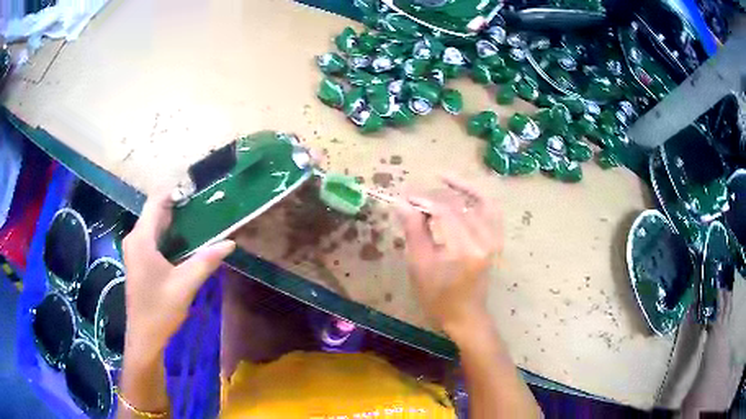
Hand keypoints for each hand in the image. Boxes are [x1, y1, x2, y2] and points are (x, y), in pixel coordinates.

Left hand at [122, 193, 234, 358]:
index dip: (175, 191)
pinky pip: (153, 237)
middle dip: (178, 206)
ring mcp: (135, 249)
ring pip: (154, 225)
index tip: (198, 189)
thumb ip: (206, 261)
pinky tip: (186, 241)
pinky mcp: (138, 260)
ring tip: (200, 219)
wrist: (144, 336)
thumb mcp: (185, 285)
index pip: (156, 202)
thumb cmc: (160, 310)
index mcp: (141, 239)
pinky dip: (168, 234)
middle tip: (204, 205)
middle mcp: (135, 239)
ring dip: (174, 221)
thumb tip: (230, 242)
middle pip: (155, 212)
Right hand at [397, 176, 501, 340]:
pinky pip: (491, 211)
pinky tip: (465, 193)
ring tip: (442, 178)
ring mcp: (494, 239)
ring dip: (460, 189)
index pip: (444, 212)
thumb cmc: (438, 297)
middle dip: (435, 195)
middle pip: (460, 205)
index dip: (423, 200)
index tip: (405, 196)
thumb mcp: (420, 266)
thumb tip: (401, 204)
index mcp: (464, 250)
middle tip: (414, 194)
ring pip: (480, 202)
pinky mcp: (496, 240)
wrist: (465, 316)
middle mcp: (484, 240)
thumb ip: (414, 231)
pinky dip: (479, 198)